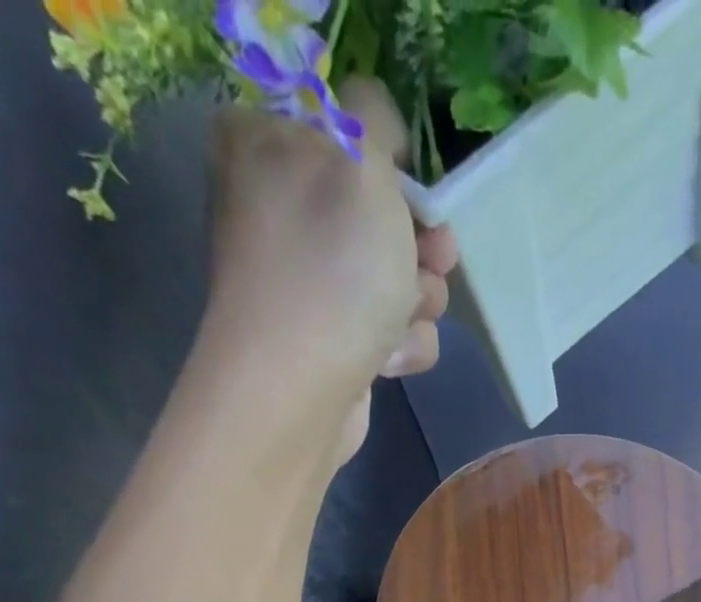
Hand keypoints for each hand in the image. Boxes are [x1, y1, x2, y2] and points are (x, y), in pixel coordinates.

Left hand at [201, 80, 456, 464]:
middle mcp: (280, 210)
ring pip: (395, 275)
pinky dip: (401, 344)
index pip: (342, 127)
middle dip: (419, 244)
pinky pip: (389, 329)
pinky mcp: (333, 340)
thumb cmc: (330, 267)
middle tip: (435, 258)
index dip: (389, 160)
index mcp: (265, 143)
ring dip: (419, 299)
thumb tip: (375, 114)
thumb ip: (372, 114)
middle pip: (379, 210)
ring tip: (406, 317)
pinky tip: (389, 357)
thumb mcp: (359, 161)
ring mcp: (309, 282)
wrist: (300, 388)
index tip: (413, 187)